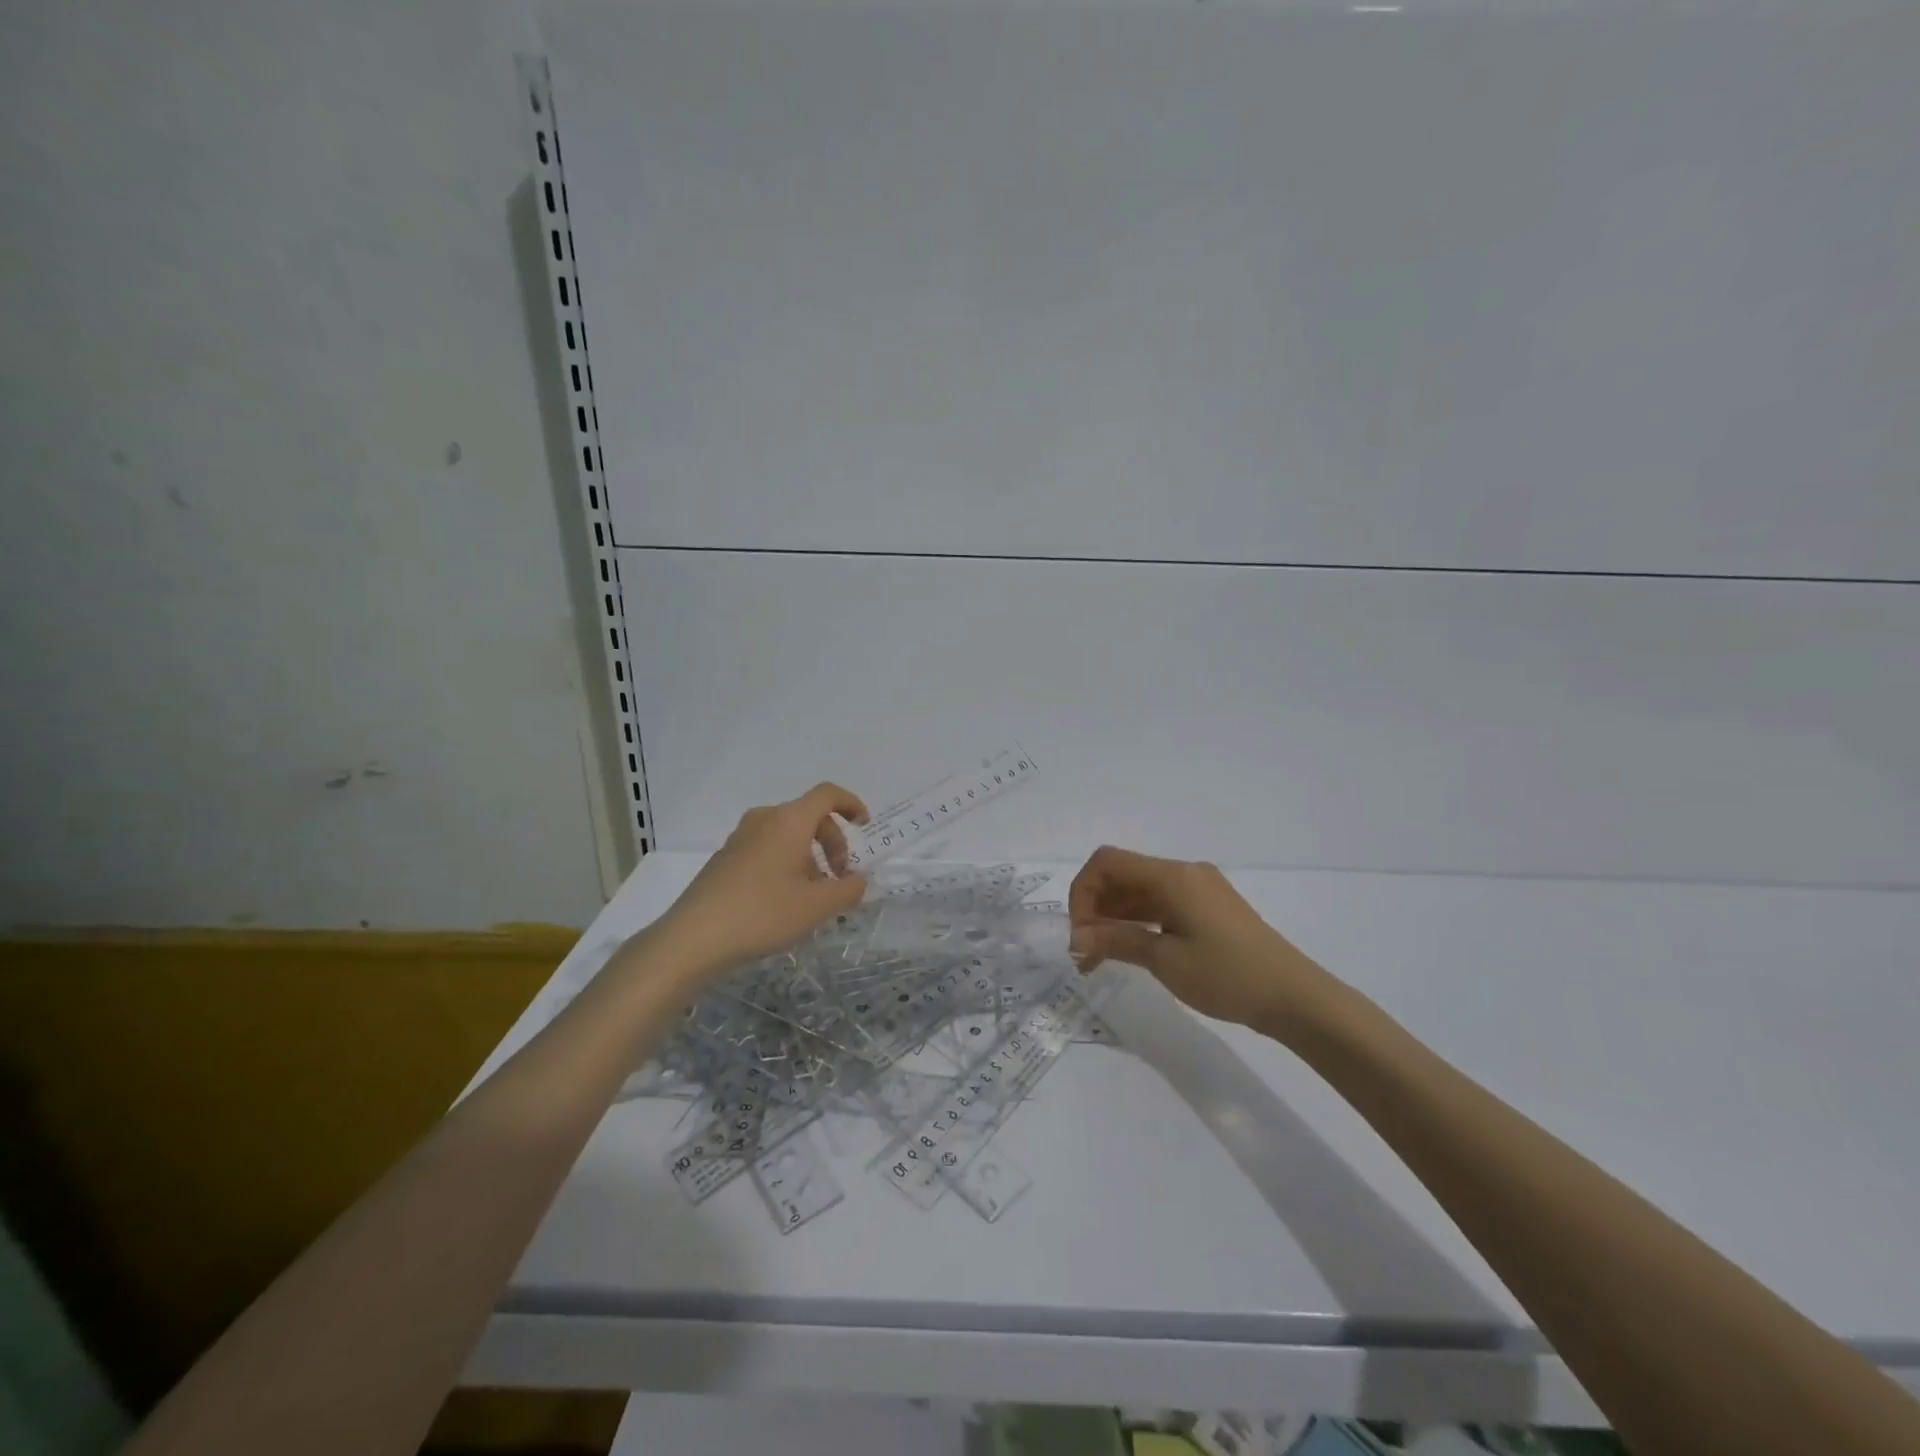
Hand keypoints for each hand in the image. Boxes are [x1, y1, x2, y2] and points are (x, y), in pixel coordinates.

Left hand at [652, 782, 869, 978]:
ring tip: (814, 895)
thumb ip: (848, 890)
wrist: (693, 938)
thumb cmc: (763, 914)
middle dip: (833, 841)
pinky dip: (786, 862)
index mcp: (790, 821)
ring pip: (787, 834)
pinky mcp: (725, 858)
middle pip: (809, 816)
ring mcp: (740, 837)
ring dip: (810, 855)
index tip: (864, 827)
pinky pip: (767, 848)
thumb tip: (857, 881)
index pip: (827, 794)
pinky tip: (784, 900)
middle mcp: (765, 819)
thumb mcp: (817, 906)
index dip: (851, 804)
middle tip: (840, 877)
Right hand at [1067, 846, 1343, 1033]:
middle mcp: (1183, 872)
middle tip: (1084, 954)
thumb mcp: (1165, 960)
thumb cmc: (1227, 976)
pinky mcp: (1208, 907)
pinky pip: (1160, 903)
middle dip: (1095, 908)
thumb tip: (1076, 940)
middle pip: (1122, 875)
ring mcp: (1198, 888)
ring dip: (1114, 918)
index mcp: (1172, 876)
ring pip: (1140, 891)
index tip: (1079, 935)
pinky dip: (1137, 921)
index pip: (1107, 863)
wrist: (1295, 997)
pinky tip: (1129, 950)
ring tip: (1099, 960)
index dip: (1083, 893)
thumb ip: (1117, 941)